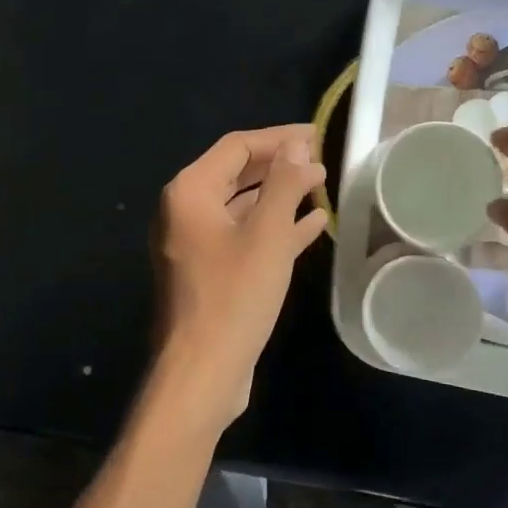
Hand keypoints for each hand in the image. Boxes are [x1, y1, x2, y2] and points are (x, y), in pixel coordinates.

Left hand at [147, 125, 328, 429]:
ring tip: (321, 185)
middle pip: (237, 173)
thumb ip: (283, 184)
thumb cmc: (234, 297)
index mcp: (189, 192)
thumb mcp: (267, 235)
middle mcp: (186, 211)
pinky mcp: (209, 271)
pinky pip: (244, 236)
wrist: (202, 372)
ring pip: (243, 206)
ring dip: (280, 195)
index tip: (317, 135)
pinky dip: (274, 227)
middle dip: (280, 166)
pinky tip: (312, 223)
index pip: (237, 147)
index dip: (279, 138)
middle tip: (321, 159)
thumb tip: (298, 146)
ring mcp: (195, 243)